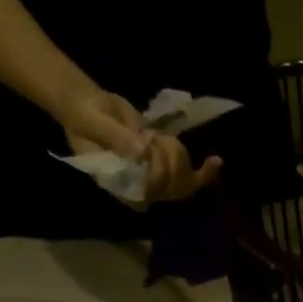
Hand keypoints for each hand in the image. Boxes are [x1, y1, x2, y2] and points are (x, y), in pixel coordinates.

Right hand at [61, 85, 221, 203]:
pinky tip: (216, 161)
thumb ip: (115, 138)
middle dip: (170, 160)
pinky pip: (192, 180)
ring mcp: (155, 182)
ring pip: (183, 184)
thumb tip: (142, 151)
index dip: (156, 174)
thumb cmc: (85, 116)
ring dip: (180, 156)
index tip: (148, 144)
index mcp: (118, 185)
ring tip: (162, 137)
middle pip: (170, 190)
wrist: (91, 107)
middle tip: (155, 137)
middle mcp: (139, 189)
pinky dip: (206, 173)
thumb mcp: (94, 123)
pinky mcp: (168, 170)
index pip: (147, 194)